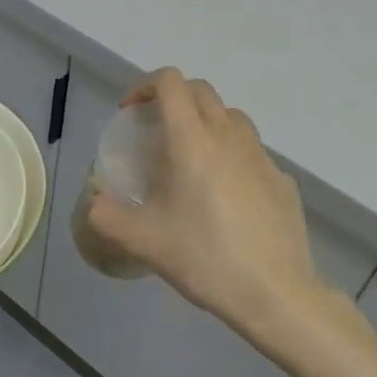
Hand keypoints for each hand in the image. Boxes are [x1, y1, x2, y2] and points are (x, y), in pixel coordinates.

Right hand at [86, 69, 317, 340]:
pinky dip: (233, 156)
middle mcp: (229, 136)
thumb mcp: (144, 242)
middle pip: (201, 91)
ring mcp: (261, 157)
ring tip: (191, 158)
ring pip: (231, 117)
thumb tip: (94, 203)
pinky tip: (226, 195)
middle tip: (156, 131)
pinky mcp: (282, 180)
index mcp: (192, 140)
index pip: (170, 82)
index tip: (131, 113)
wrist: (277, 294)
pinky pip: (252, 152)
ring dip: (207, 122)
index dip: (145, 86)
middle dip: (174, 98)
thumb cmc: (206, 258)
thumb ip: (109, 217)